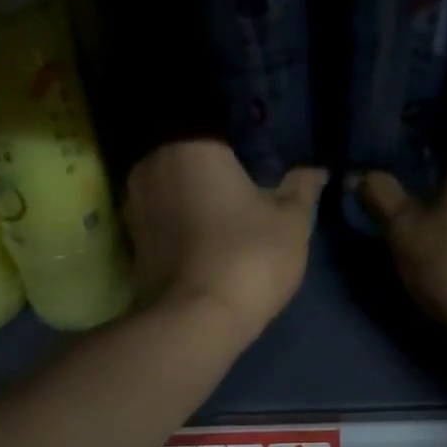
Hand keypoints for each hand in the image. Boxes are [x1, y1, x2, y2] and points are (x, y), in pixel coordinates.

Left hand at [126, 141, 326, 341]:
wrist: (195, 322)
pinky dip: (180, 218)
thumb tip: (316, 170)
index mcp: (191, 144)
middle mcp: (152, 163)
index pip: (216, 123)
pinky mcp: (131, 239)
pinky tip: (205, 233)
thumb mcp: (291, 223)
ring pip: (172, 183)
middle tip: (248, 178)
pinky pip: (161, 213)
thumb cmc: (248, 258)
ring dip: (194, 191)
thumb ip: (302, 189)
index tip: (262, 153)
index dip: (243, 137)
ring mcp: (135, 202)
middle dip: (215, 163)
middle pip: (189, 151)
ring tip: (227, 206)